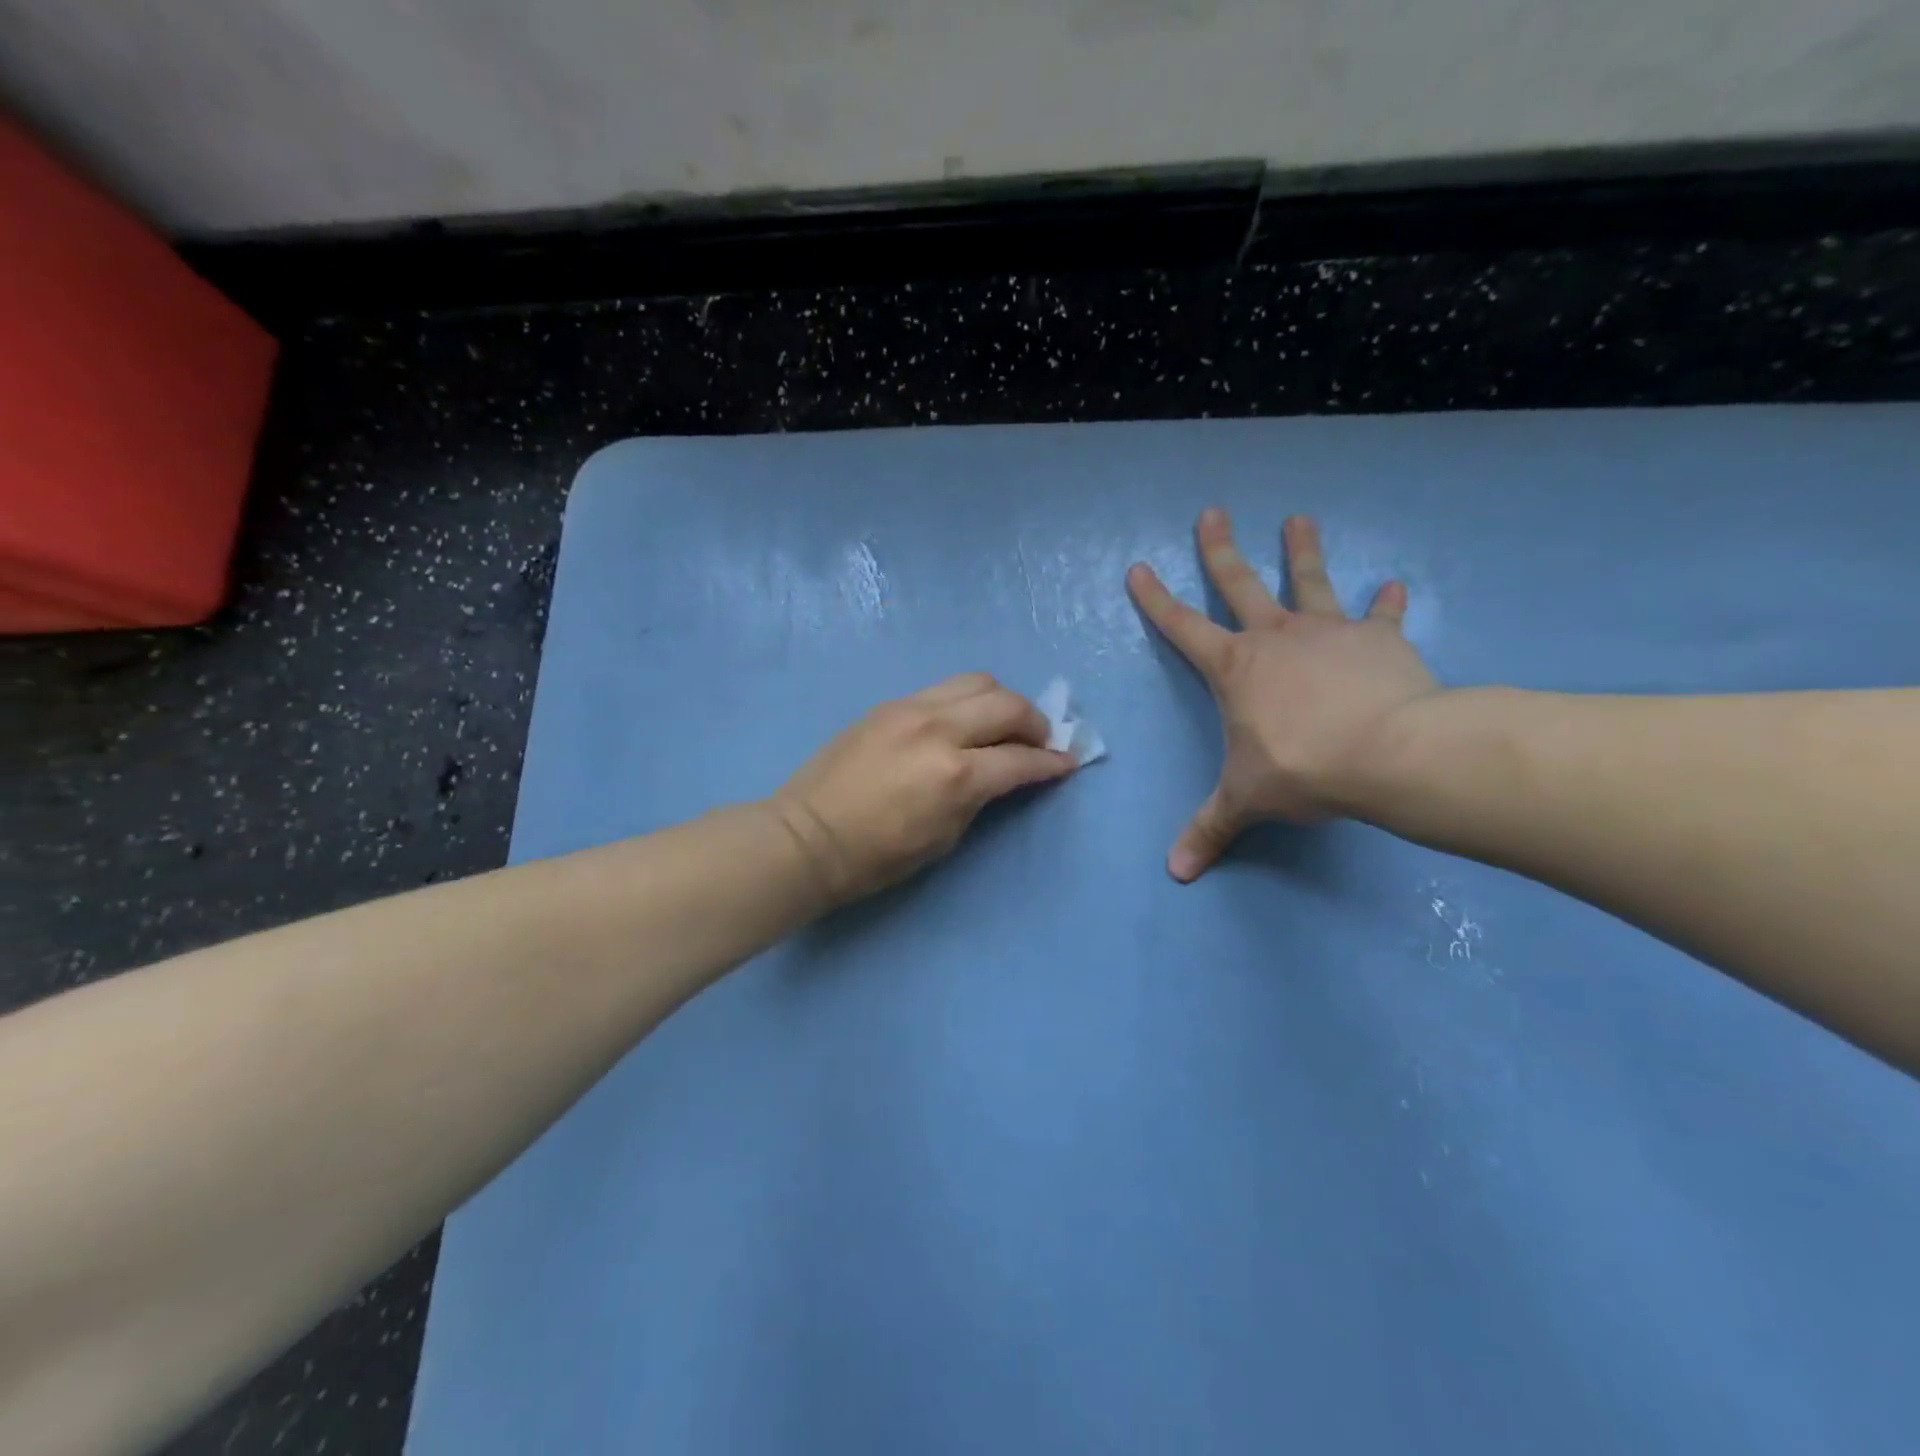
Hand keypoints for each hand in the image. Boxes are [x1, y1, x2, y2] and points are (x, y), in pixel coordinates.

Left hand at [770, 674, 1076, 906]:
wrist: (806, 837)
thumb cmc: (875, 857)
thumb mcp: (943, 838)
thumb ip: (979, 797)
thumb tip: (1001, 774)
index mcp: (955, 774)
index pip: (1021, 758)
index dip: (1052, 762)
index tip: (1067, 762)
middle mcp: (939, 729)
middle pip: (1007, 704)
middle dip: (1035, 722)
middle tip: (1040, 741)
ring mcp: (910, 709)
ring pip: (977, 681)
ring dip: (1002, 700)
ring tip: (1004, 723)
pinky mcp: (889, 704)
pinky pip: (943, 689)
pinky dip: (967, 700)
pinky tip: (964, 722)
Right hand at [1127, 510, 1439, 881]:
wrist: (1388, 752)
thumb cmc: (1302, 768)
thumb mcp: (1246, 801)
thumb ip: (1210, 830)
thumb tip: (1175, 874)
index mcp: (1235, 668)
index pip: (1182, 626)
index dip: (1156, 599)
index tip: (1138, 567)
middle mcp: (1276, 637)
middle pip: (1240, 583)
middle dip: (1220, 549)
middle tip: (1213, 511)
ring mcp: (1329, 632)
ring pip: (1310, 581)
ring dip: (1302, 550)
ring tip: (1299, 517)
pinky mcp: (1379, 641)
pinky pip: (1380, 616)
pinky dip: (1386, 604)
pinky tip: (1395, 587)